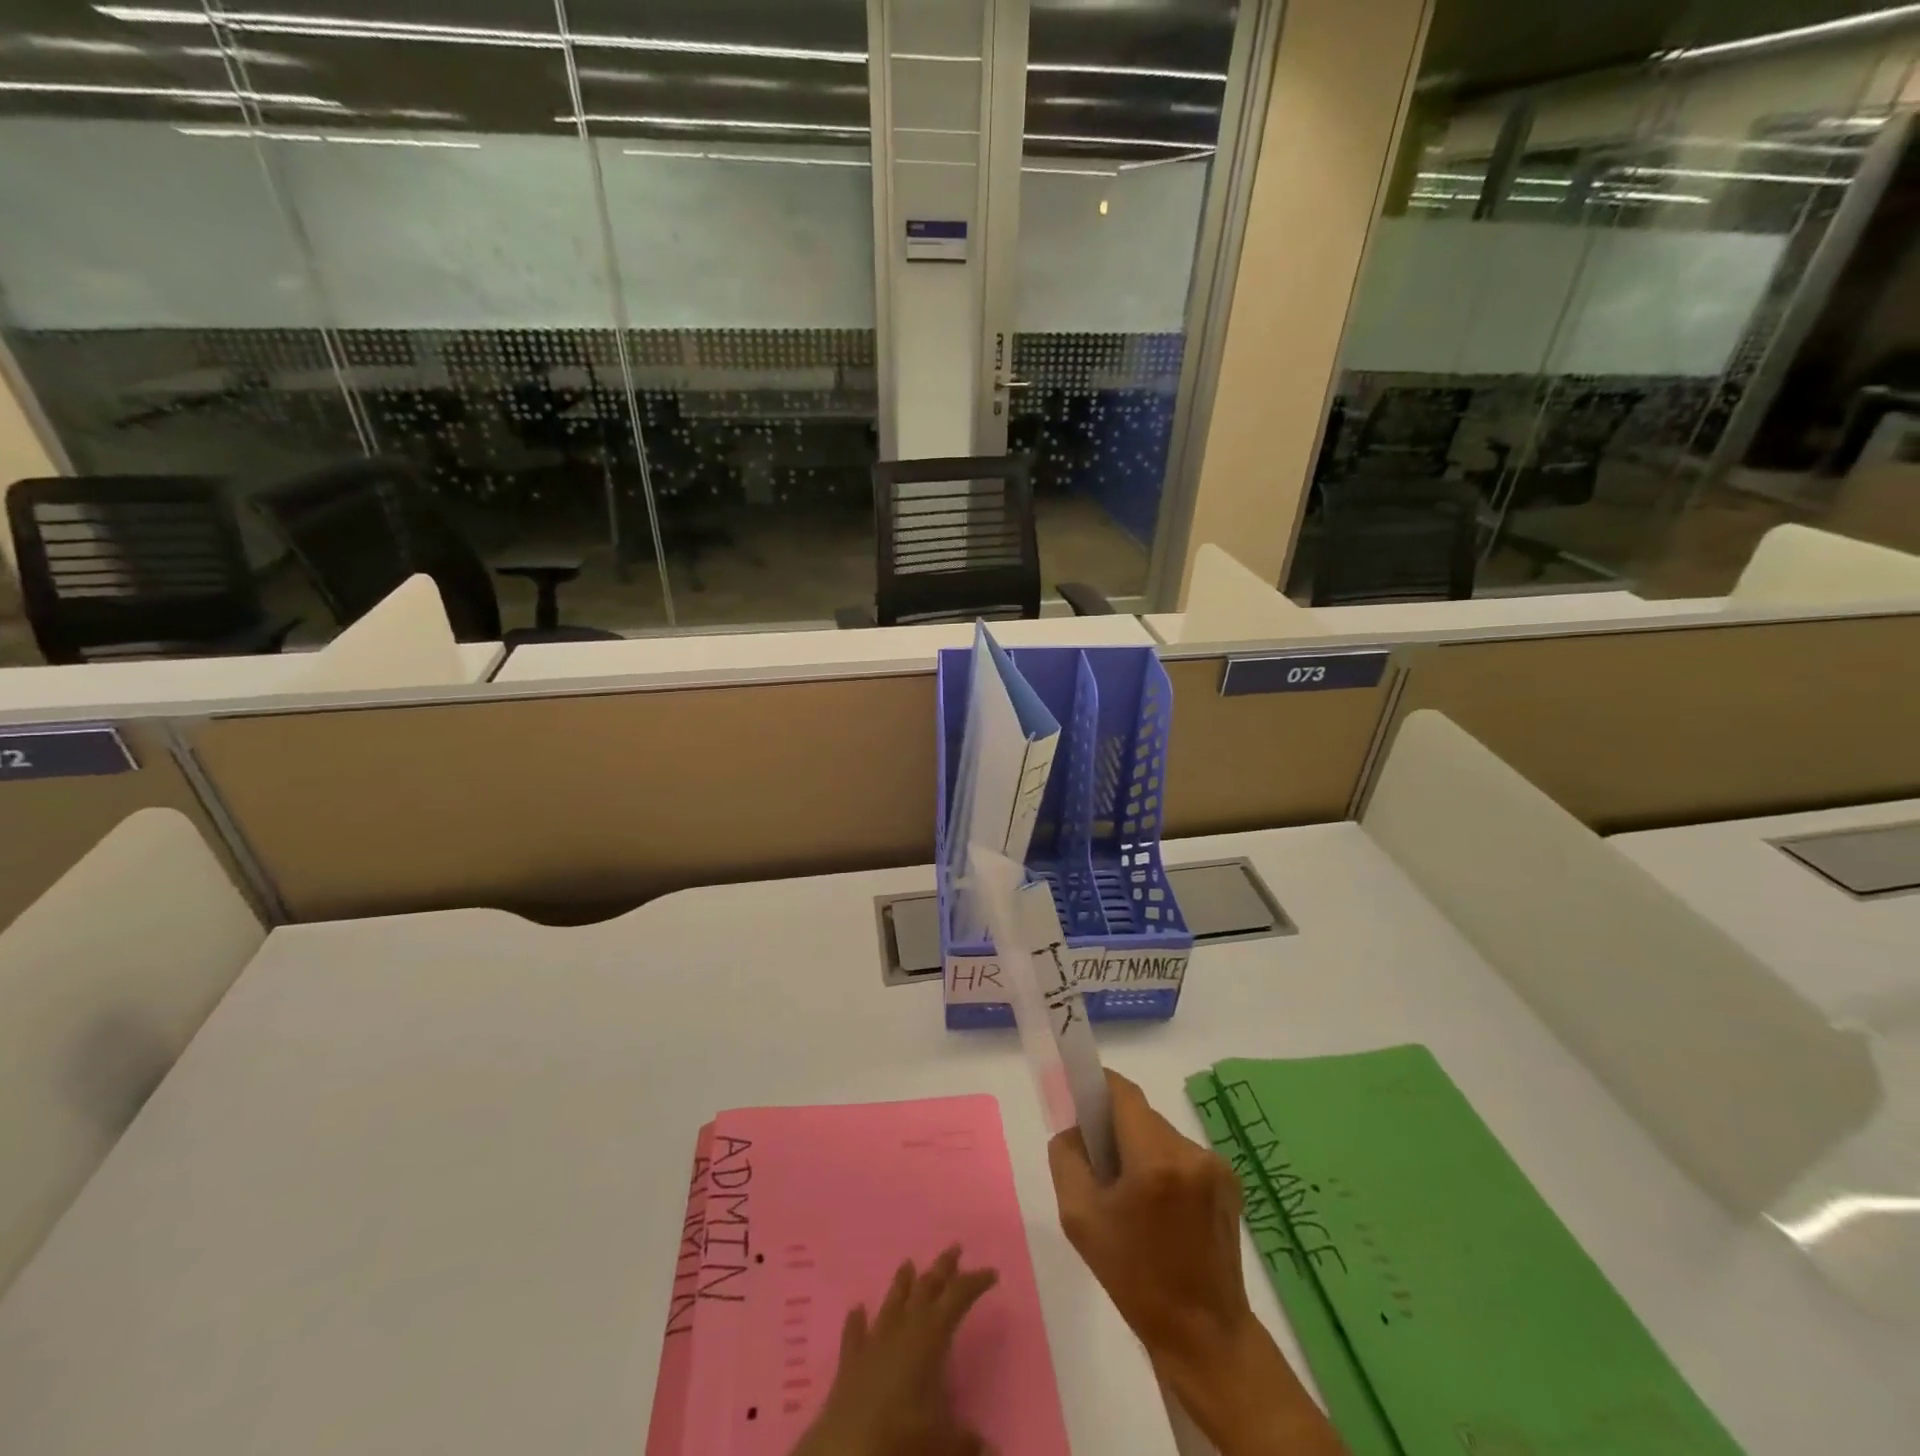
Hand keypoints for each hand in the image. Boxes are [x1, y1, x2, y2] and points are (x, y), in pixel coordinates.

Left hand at [790, 1246, 997, 1455]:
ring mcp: (874, 1341)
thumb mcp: (944, 1442)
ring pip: (892, 1302)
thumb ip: (967, 1440)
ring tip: (908, 1263)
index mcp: (930, 1336)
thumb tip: (990, 1449)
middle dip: (942, 1268)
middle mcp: (903, 1328)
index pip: (958, 1297)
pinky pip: (854, 1333)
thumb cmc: (902, 1438)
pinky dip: (857, 1320)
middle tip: (955, 1248)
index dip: (975, 1282)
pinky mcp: (850, 1362)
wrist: (845, 1451)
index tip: (991, 1272)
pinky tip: (856, 1308)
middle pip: (926, 1288)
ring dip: (902, 1283)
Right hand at [1048, 1069, 1251, 1372]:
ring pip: (1162, 1135)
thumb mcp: (1079, 1219)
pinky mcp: (1230, 1183)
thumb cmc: (1134, 1279)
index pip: (1122, 1092)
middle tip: (1099, 1166)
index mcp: (1154, 1159)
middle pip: (1141, 1115)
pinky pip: (1183, 1156)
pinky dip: (1164, 1167)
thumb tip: (1075, 1129)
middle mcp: (1190, 1152)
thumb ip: (1067, 1158)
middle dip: (1116, 1129)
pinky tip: (1161, 1209)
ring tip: (1132, 1196)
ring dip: (1141, 1150)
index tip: (1079, 1100)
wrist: (1204, 1336)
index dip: (1097, 1087)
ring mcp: (1216, 1166)